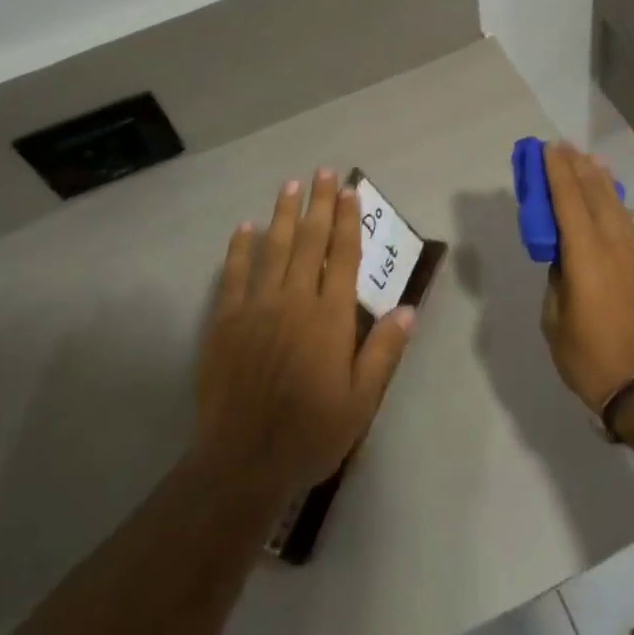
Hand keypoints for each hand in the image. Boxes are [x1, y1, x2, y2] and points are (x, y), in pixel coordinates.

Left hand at [194, 170, 414, 496]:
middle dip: (318, 204)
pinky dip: (240, 248)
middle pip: (309, 241)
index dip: (348, 221)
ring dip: (283, 214)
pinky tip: (245, 228)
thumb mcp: (361, 400)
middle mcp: (294, 300)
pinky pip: (234, 274)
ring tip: (290, 186)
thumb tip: (408, 309)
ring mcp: (256, 307)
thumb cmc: (310, 433)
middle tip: (322, 173)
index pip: (343, 256)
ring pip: (272, 248)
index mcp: (329, 317)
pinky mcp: (225, 320)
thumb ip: (384, 351)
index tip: (350, 191)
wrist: (243, 461)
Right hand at [541, 142, 633, 417]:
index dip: (556, 173)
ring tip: (590, 162)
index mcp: (587, 257)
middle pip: (596, 196)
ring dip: (601, 182)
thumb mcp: (556, 322)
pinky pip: (627, 226)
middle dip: (578, 168)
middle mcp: (615, 247)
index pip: (568, 202)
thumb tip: (563, 262)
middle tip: (565, 147)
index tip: (547, 149)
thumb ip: (557, 282)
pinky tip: (610, 202)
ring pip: (616, 208)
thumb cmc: (591, 360)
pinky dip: (615, 205)